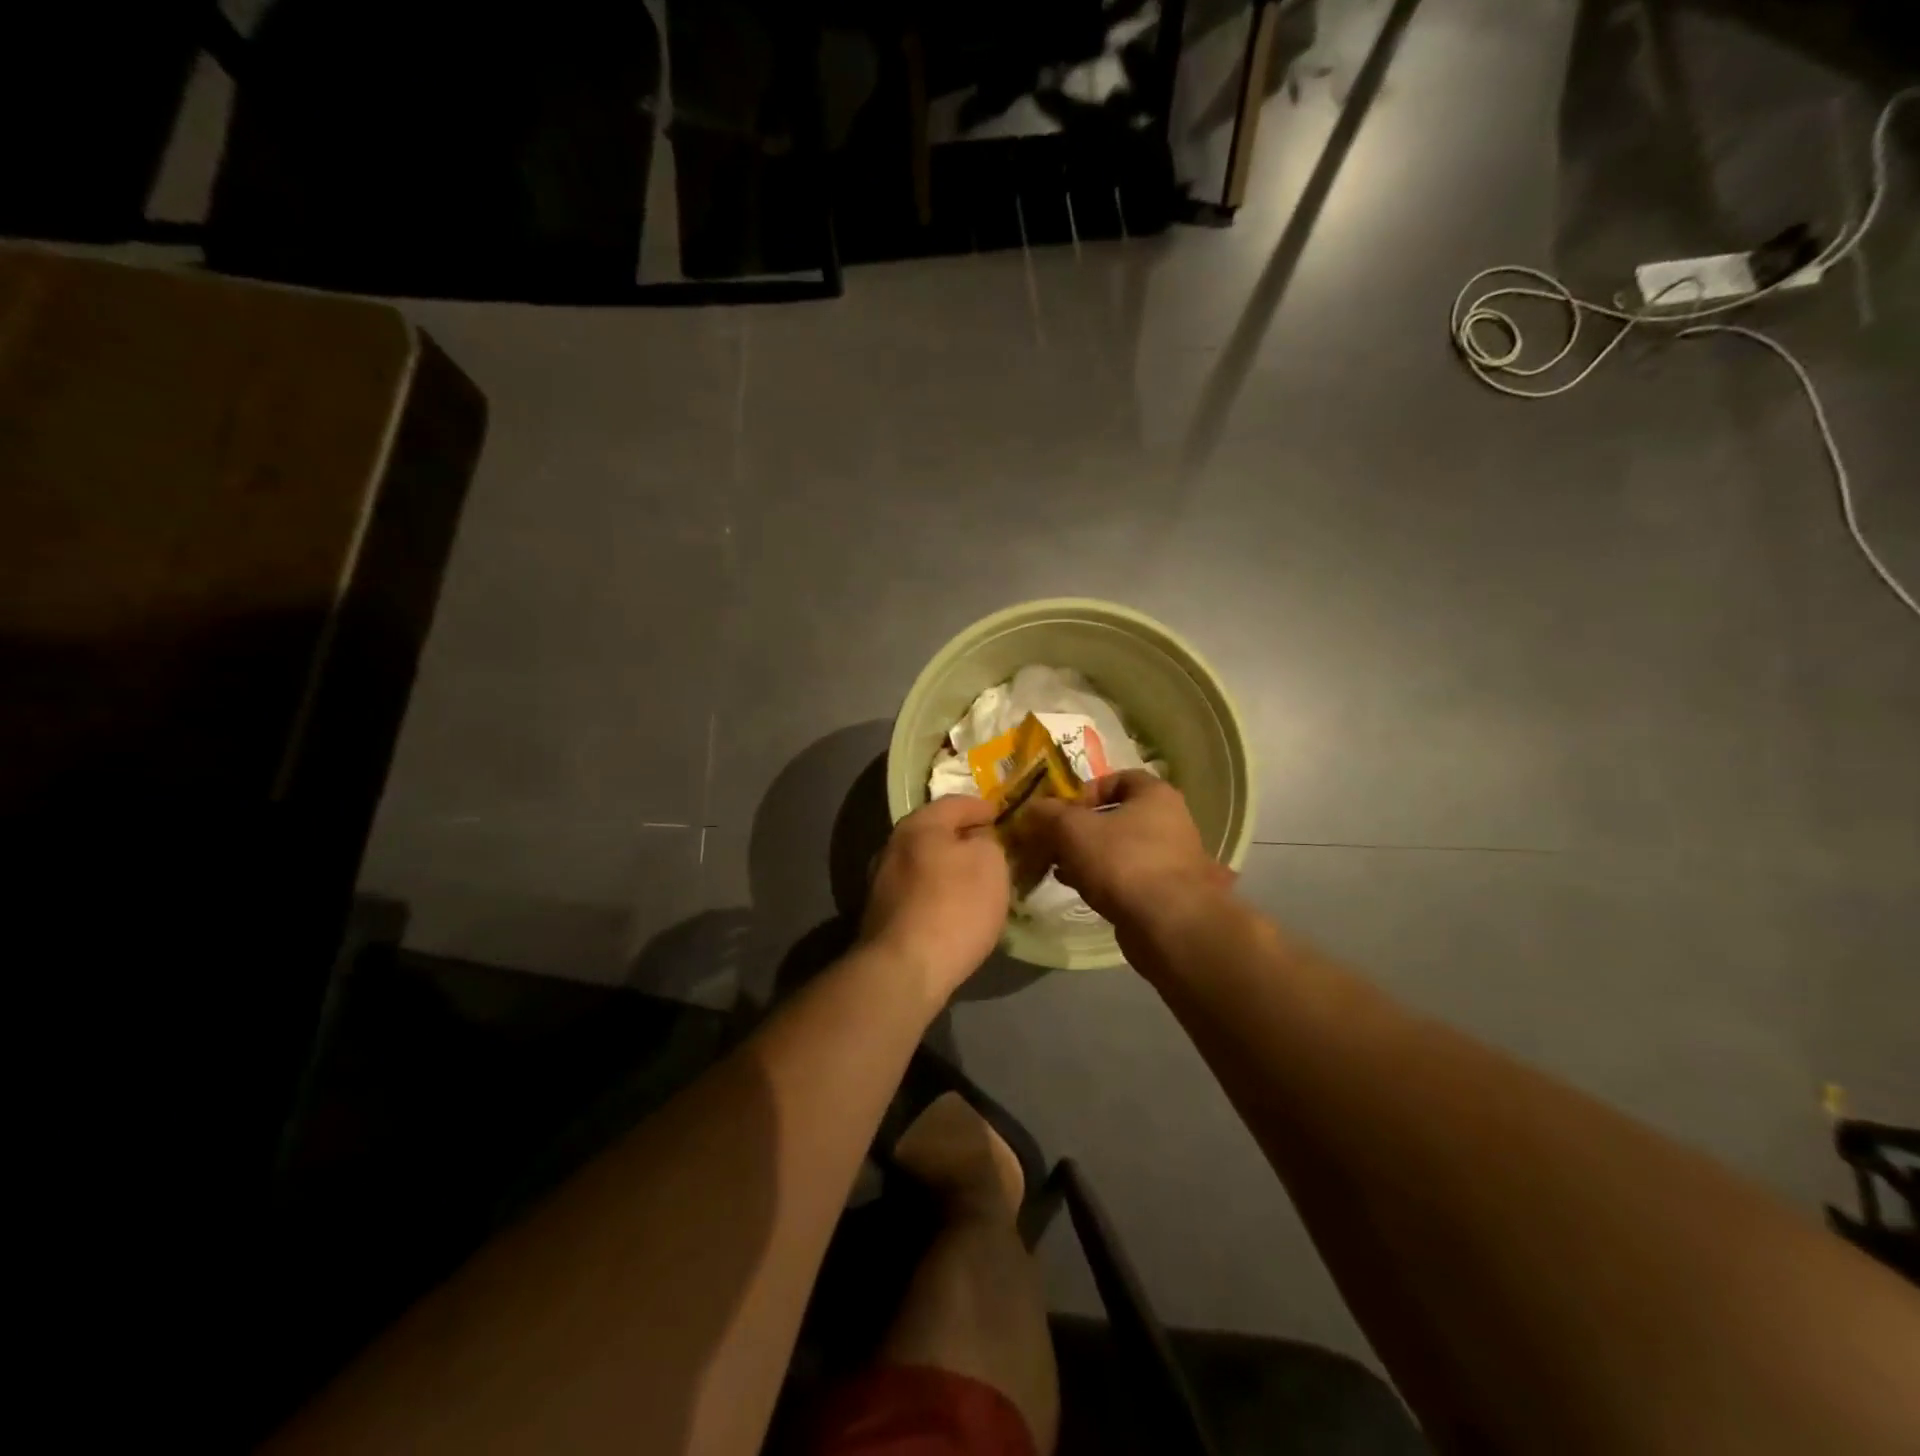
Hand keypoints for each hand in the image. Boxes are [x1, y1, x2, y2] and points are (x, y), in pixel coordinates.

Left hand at [859, 796, 1010, 999]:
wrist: (904, 969)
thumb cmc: (954, 906)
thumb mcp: (990, 864)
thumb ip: (988, 842)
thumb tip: (977, 841)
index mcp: (919, 825)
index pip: (956, 802)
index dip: (982, 807)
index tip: (1002, 816)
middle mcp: (893, 846)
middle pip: (934, 832)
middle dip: (962, 837)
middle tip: (990, 847)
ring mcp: (881, 881)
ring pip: (923, 863)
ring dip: (947, 867)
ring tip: (974, 880)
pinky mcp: (881, 914)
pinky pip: (916, 891)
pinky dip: (936, 892)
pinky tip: (952, 908)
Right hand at [1026, 771, 1233, 929]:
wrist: (1168, 925)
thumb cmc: (1122, 862)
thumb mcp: (1074, 830)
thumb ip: (1049, 814)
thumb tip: (1033, 808)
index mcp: (1156, 795)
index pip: (1118, 778)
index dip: (1086, 790)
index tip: (1061, 810)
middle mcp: (1170, 822)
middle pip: (1116, 816)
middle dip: (1080, 828)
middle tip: (1053, 841)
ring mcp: (1171, 859)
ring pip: (1119, 848)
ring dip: (1088, 855)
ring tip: (1059, 866)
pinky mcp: (1166, 892)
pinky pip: (1127, 876)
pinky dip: (1102, 878)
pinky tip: (1077, 887)